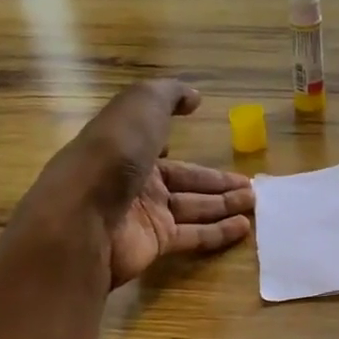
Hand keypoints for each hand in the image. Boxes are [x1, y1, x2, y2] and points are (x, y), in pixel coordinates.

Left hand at [21, 79, 253, 287]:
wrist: (84, 217)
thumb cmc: (113, 153)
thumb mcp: (141, 105)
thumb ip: (169, 95)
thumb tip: (195, 98)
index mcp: (126, 144)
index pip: (157, 142)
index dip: (176, 140)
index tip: (204, 143)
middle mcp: (134, 179)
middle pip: (184, 179)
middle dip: (216, 181)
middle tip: (251, 186)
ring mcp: (144, 214)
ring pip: (193, 207)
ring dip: (224, 204)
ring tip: (255, 202)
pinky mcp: (155, 244)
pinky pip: (193, 235)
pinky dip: (219, 232)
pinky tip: (244, 227)